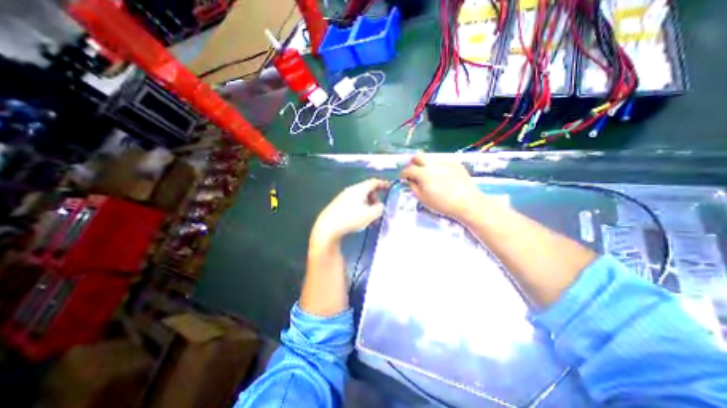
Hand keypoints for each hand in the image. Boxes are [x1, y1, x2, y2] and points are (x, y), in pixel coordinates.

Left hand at [313, 177, 392, 241]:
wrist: (327, 227)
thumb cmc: (351, 219)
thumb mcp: (370, 215)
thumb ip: (379, 209)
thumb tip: (380, 206)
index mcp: (359, 189)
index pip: (373, 182)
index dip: (382, 184)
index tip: (389, 187)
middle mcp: (350, 190)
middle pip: (366, 191)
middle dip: (375, 199)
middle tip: (378, 210)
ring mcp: (342, 198)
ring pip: (360, 199)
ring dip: (368, 206)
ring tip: (370, 219)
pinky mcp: (337, 206)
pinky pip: (353, 204)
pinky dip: (360, 209)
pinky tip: (359, 220)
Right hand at [397, 152, 481, 221]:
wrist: (467, 202)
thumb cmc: (442, 204)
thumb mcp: (423, 199)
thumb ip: (413, 187)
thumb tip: (410, 180)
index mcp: (423, 174)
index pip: (408, 169)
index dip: (403, 173)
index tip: (403, 177)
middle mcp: (433, 164)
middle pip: (418, 156)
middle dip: (413, 162)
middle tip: (414, 171)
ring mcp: (445, 162)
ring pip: (430, 157)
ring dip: (425, 163)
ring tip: (428, 173)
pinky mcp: (455, 163)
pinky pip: (441, 160)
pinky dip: (437, 166)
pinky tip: (441, 174)